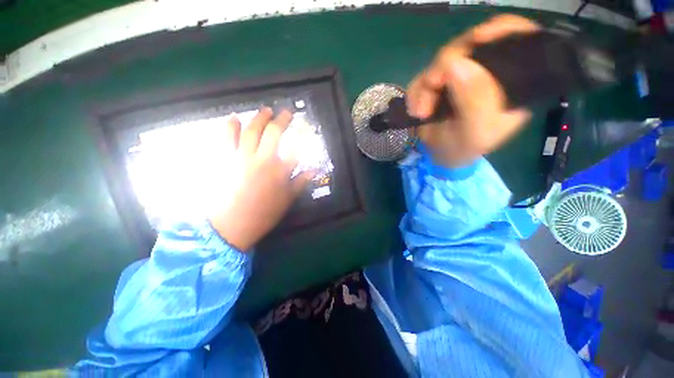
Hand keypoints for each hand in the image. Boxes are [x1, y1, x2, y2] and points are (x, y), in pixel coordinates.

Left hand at [209, 108, 314, 251]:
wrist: (232, 224)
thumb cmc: (264, 213)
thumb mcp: (287, 200)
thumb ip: (300, 182)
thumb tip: (314, 171)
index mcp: (280, 170)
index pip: (296, 146)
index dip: (302, 133)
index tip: (305, 125)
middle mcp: (263, 159)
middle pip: (274, 133)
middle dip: (282, 119)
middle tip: (286, 112)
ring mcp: (243, 157)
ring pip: (252, 130)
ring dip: (260, 117)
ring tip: (266, 110)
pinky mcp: (226, 159)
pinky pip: (227, 138)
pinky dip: (231, 126)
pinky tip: (234, 118)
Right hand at [407, 14, 539, 167]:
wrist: (439, 157)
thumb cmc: (463, 150)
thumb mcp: (476, 132)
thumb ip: (474, 101)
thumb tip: (455, 64)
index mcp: (510, 81)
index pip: (514, 40)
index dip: (498, 31)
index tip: (478, 39)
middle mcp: (486, 72)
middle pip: (470, 44)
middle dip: (445, 66)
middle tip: (431, 88)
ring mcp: (460, 76)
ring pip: (441, 60)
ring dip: (425, 85)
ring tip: (420, 111)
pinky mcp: (439, 83)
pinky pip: (423, 76)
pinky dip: (415, 92)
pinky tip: (416, 109)